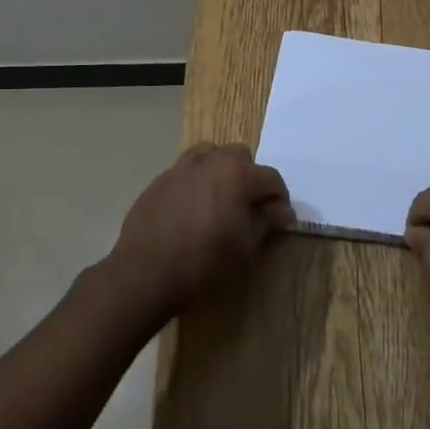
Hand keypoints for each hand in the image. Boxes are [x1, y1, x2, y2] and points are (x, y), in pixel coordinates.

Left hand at [107, 143, 294, 319]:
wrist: (146, 271)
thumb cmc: (205, 260)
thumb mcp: (245, 246)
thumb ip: (267, 221)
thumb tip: (283, 211)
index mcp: (237, 172)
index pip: (271, 178)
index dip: (280, 199)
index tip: (280, 220)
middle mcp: (210, 159)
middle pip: (240, 157)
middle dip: (249, 178)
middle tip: (247, 207)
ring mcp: (181, 167)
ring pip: (210, 157)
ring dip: (220, 173)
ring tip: (218, 201)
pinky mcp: (159, 180)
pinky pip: (186, 172)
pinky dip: (195, 183)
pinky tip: (190, 211)